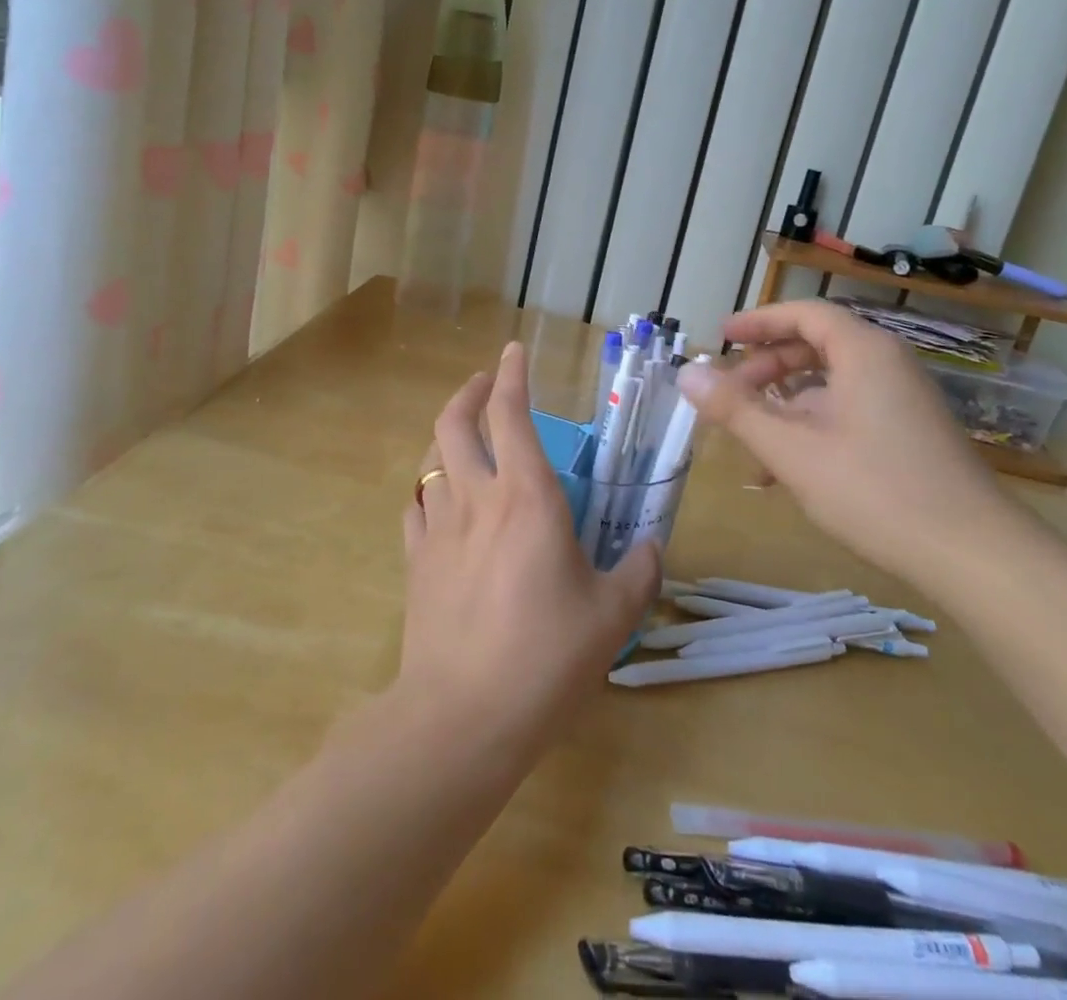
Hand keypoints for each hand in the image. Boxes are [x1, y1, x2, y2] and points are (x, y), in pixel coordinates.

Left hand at [398, 342, 659, 758]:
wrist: (463, 716)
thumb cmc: (546, 657)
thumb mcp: (612, 616)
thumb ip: (638, 572)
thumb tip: (651, 547)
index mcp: (527, 496)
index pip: (511, 413)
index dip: (511, 375)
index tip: (513, 351)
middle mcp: (477, 498)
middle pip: (454, 423)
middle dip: (467, 392)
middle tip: (483, 385)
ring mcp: (438, 528)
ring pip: (430, 461)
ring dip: (446, 438)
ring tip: (464, 440)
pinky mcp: (416, 562)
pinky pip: (416, 509)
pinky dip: (428, 492)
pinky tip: (439, 503)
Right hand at [676, 300, 1016, 585]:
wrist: (975, 556)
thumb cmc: (876, 490)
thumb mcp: (792, 449)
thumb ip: (735, 409)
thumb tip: (686, 374)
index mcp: (864, 352)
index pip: (804, 314)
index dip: (758, 321)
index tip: (720, 336)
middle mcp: (887, 365)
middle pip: (815, 347)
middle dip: (764, 369)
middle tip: (728, 395)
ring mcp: (902, 401)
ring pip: (829, 385)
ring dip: (783, 406)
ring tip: (748, 441)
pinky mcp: (909, 434)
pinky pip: (847, 411)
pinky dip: (811, 427)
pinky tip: (785, 471)